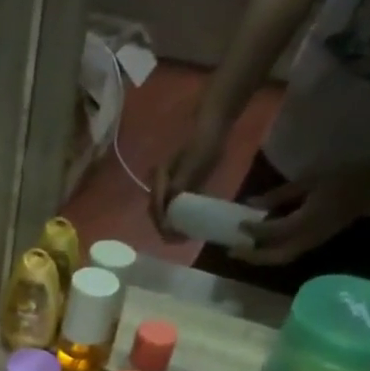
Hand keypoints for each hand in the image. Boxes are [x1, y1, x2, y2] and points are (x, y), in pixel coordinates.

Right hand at [150, 115, 228, 235]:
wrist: (212, 129)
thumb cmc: (202, 147)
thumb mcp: (191, 168)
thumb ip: (178, 188)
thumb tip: (169, 212)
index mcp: (159, 180)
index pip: (156, 208)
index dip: (162, 225)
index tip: (172, 237)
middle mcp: (159, 184)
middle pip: (157, 212)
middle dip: (166, 228)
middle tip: (178, 241)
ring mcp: (169, 186)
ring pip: (165, 211)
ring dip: (171, 225)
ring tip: (182, 237)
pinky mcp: (180, 186)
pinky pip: (175, 206)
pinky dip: (179, 217)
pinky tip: (188, 225)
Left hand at [233, 174, 369, 264]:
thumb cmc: (342, 177)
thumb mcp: (308, 180)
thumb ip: (279, 194)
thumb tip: (251, 204)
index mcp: (305, 222)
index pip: (271, 233)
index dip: (252, 230)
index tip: (238, 224)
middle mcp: (307, 239)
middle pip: (274, 257)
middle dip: (252, 257)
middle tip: (232, 251)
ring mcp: (313, 243)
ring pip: (281, 259)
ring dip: (261, 258)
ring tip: (243, 251)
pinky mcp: (315, 242)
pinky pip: (290, 253)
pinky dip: (273, 253)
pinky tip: (262, 244)